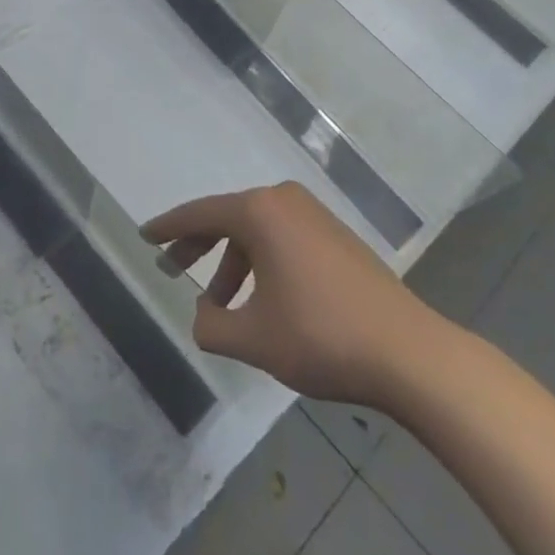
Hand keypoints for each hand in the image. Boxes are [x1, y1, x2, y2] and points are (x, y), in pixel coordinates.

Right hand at [142, 182, 450, 408]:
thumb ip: (211, 326)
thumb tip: (203, 314)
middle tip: (172, 266)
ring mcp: (315, 216)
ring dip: (233, 263)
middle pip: (228, 218)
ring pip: (257, 232)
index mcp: (260, 212)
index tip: (146, 236)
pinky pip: (283, 240)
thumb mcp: (253, 339)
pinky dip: (261, 263)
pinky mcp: (336, 237)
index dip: (169, 227)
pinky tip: (261, 301)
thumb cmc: (321, 336)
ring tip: (219, 305)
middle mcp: (284, 201)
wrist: (409, 353)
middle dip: (198, 244)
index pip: (200, 214)